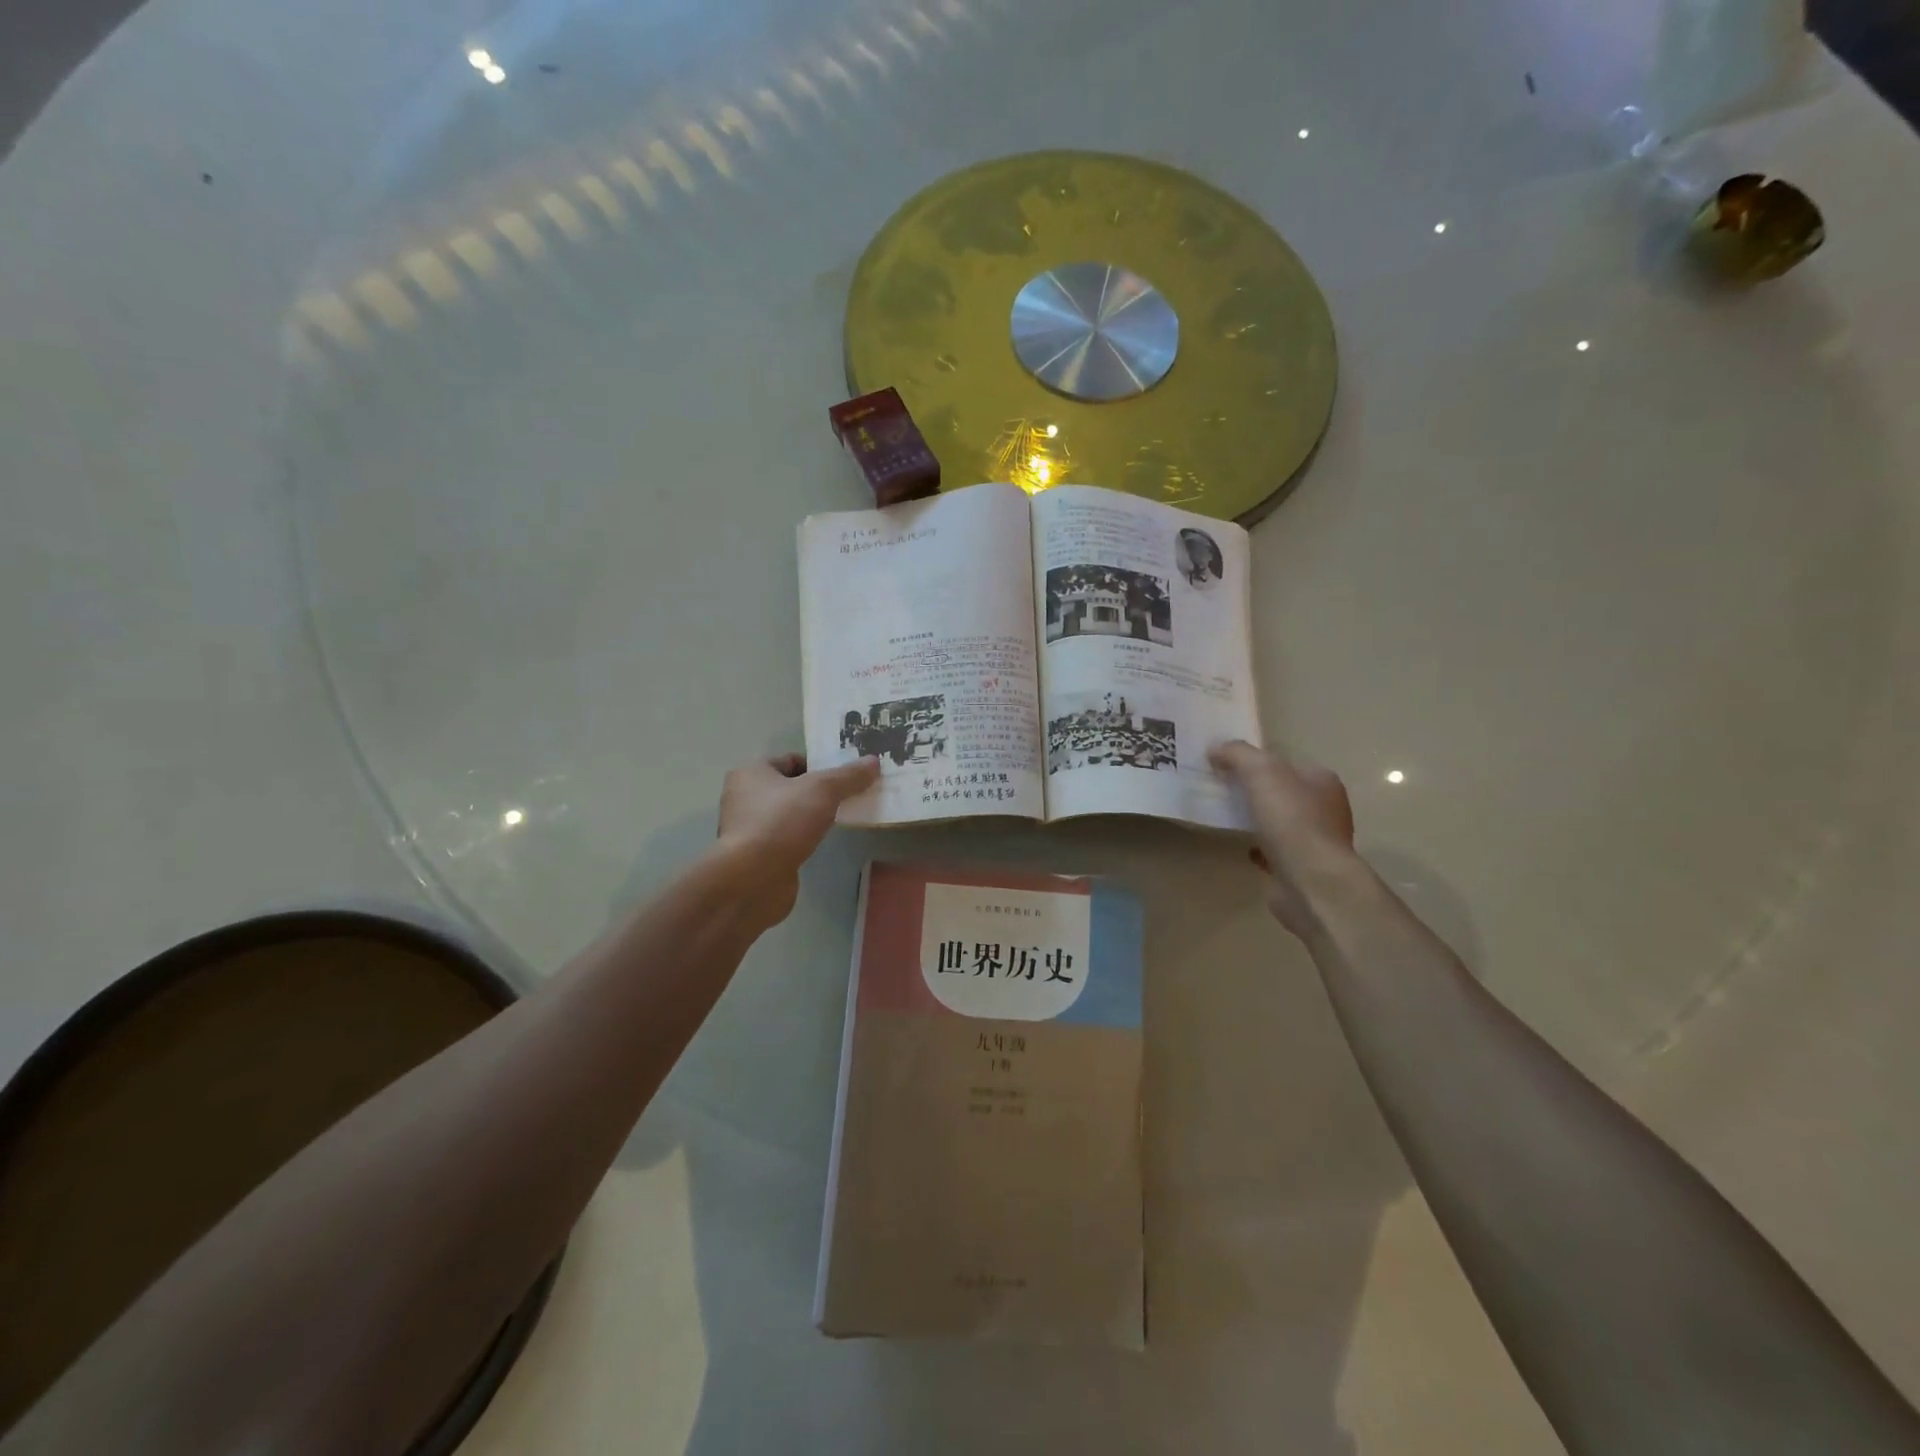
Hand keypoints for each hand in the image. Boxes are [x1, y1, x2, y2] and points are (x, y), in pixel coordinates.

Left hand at [716, 754, 879, 923]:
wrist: (752, 880)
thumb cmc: (782, 822)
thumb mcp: (822, 790)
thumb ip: (848, 775)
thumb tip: (873, 761)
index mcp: (751, 772)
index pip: (791, 760)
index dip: (820, 765)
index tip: (846, 778)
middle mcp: (744, 797)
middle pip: (791, 787)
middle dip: (819, 792)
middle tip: (848, 798)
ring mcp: (748, 829)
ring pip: (789, 814)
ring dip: (811, 817)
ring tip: (839, 821)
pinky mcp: (755, 856)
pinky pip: (786, 839)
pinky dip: (802, 839)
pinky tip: (820, 844)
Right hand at [1209, 740, 1358, 937]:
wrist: (1310, 880)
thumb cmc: (1291, 819)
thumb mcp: (1260, 772)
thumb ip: (1237, 754)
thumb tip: (1216, 748)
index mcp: (1322, 781)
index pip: (1287, 764)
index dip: (1258, 763)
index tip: (1228, 768)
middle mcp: (1326, 809)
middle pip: (1284, 793)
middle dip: (1257, 793)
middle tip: (1224, 792)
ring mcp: (1317, 841)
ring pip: (1281, 823)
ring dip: (1259, 821)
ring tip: (1229, 820)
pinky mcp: (1304, 869)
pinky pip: (1277, 852)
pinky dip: (1261, 849)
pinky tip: (1244, 849)